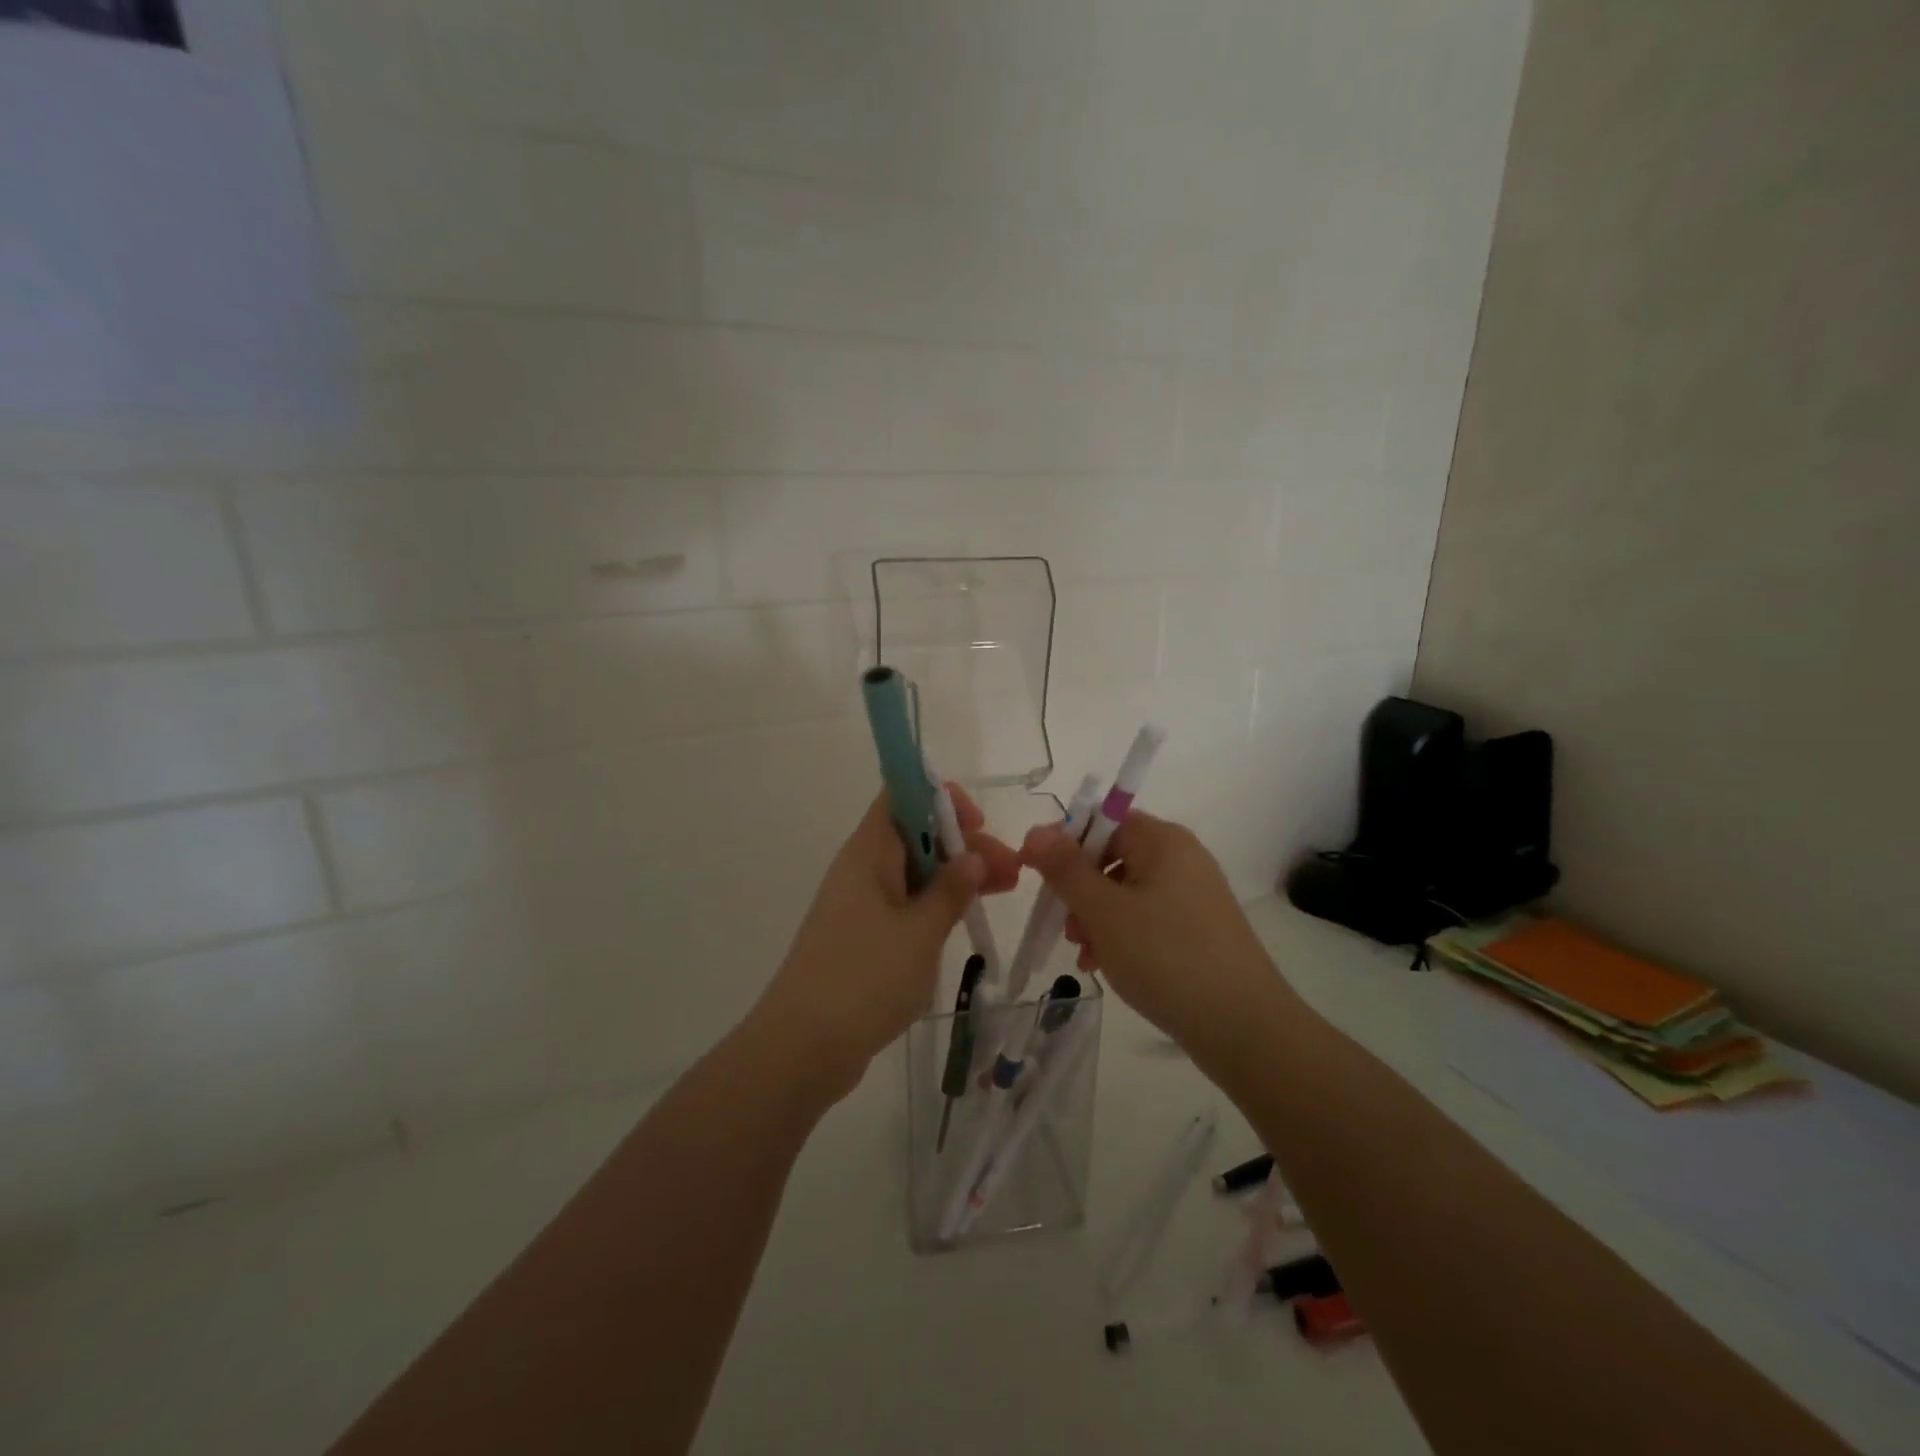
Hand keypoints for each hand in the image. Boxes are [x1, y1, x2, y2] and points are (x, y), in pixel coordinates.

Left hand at [754, 787, 1020, 1100]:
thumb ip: (950, 890)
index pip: (901, 796)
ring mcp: (859, 905)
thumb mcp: (920, 932)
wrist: (802, 1048)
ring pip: (913, 873)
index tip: (978, 824)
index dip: (940, 799)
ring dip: (955, 877)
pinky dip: (935, 906)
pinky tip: (963, 923)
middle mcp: (861, 869)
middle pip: (915, 835)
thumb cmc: (864, 979)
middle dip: (962, 845)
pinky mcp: (861, 938)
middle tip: (1009, 872)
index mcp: (868, 853)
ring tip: (1002, 892)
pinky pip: (904, 905)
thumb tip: (972, 855)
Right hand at [1020, 812, 1286, 1064]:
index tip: (1038, 877)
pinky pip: (1145, 917)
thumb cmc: (1166, 957)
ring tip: (1086, 955)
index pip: (1101, 821)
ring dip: (1095, 918)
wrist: (1244, 1027)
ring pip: (1124, 892)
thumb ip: (1065, 868)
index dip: (1065, 844)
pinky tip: (1106, 965)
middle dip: (1079, 891)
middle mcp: (1181, 858)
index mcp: (1162, 840)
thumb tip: (1035, 831)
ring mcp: (1193, 894)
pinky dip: (1121, 935)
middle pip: (1111, 857)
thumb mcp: (1103, 911)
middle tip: (1067, 927)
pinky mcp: (1198, 928)